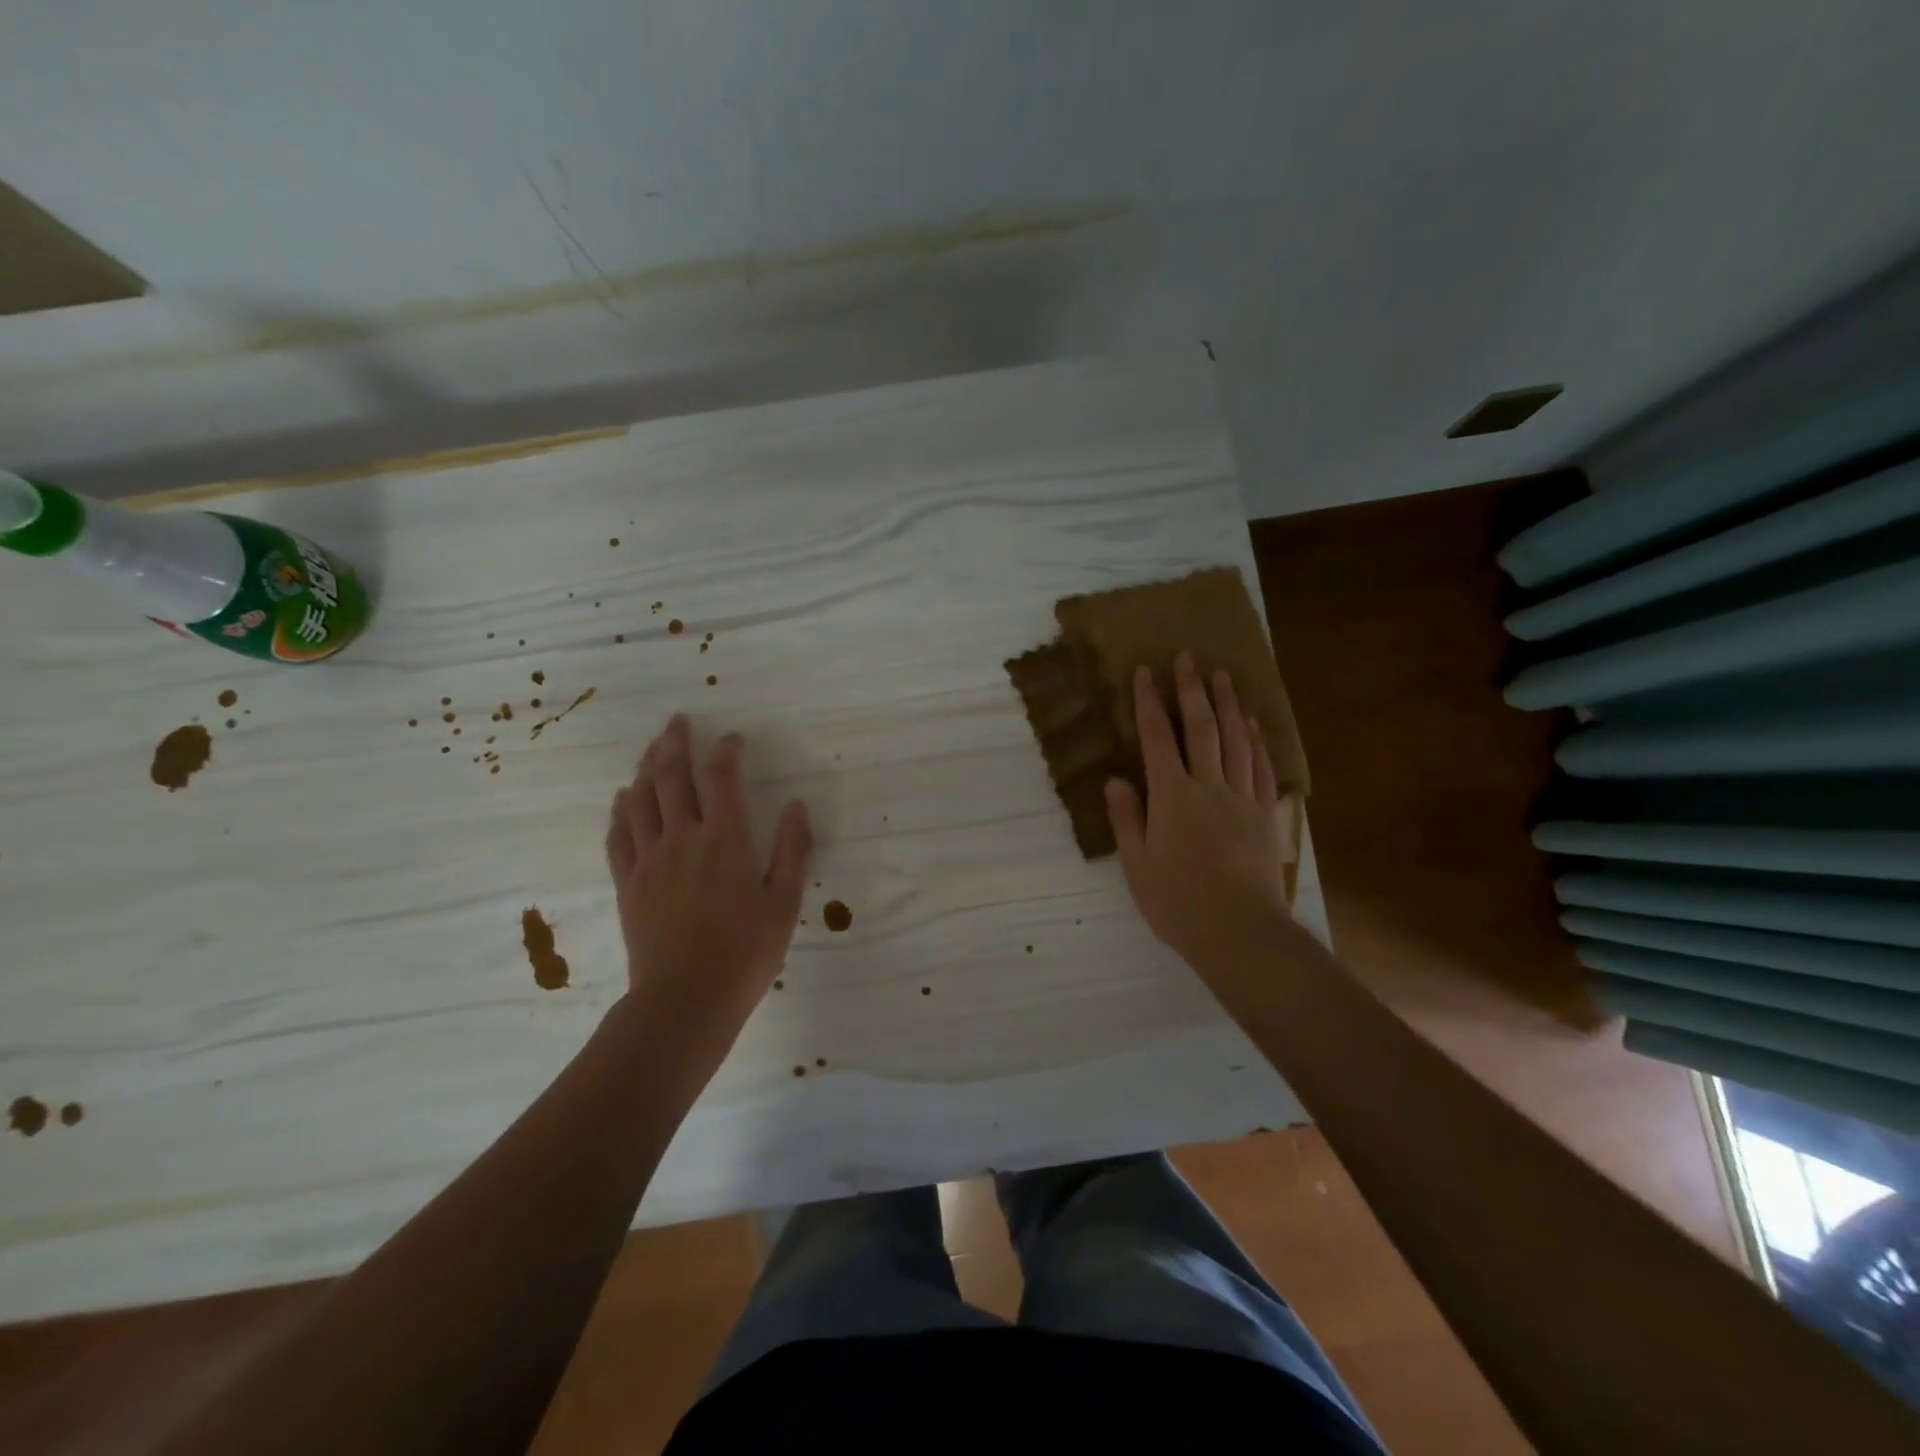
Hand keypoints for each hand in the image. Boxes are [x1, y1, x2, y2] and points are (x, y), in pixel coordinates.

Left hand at [605, 714, 811, 1077]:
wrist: (685, 1001)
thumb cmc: (745, 953)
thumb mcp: (785, 902)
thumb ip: (792, 849)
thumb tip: (796, 805)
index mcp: (725, 840)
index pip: (721, 778)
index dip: (726, 751)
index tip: (734, 739)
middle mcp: (682, 838)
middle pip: (671, 777)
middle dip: (675, 744)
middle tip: (678, 721)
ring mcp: (649, 859)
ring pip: (640, 799)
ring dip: (646, 767)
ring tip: (652, 747)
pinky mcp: (628, 883)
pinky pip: (618, 834)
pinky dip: (620, 809)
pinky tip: (623, 797)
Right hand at [1105, 653, 1295, 973]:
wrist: (1239, 931)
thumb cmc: (1177, 901)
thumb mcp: (1137, 864)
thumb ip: (1127, 817)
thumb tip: (1116, 779)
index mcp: (1172, 796)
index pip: (1157, 738)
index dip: (1150, 703)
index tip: (1145, 673)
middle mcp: (1208, 786)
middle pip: (1201, 728)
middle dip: (1191, 690)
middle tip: (1188, 658)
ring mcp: (1241, 798)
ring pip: (1236, 740)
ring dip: (1228, 705)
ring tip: (1223, 676)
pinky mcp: (1264, 815)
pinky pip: (1261, 767)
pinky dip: (1256, 741)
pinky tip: (1253, 724)